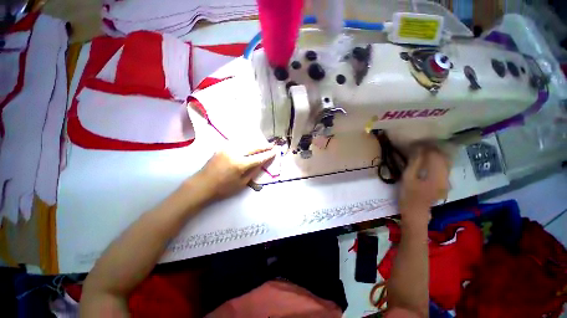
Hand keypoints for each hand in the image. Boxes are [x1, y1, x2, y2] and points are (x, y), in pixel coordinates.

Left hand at [194, 145, 275, 201]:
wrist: (202, 184)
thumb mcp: (242, 183)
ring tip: (264, 144)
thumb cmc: (223, 188)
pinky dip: (246, 143)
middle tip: (272, 145)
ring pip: (246, 143)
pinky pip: (238, 143)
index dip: (268, 154)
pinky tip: (250, 145)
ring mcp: (227, 148)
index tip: (276, 151)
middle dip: (264, 146)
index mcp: (240, 164)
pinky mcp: (222, 147)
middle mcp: (234, 153)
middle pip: (253, 147)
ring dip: (256, 143)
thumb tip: (262, 162)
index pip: (259, 157)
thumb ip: (253, 171)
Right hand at [398, 145, 449, 218]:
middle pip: (443, 158)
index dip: (427, 148)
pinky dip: (437, 162)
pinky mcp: (445, 184)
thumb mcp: (408, 178)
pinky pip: (444, 168)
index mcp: (436, 176)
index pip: (435, 156)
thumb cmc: (408, 195)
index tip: (417, 143)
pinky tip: (429, 162)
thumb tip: (418, 149)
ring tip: (424, 152)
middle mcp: (446, 177)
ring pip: (445, 163)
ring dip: (436, 155)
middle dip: (433, 150)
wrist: (416, 212)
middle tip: (420, 146)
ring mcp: (447, 181)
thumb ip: (414, 163)